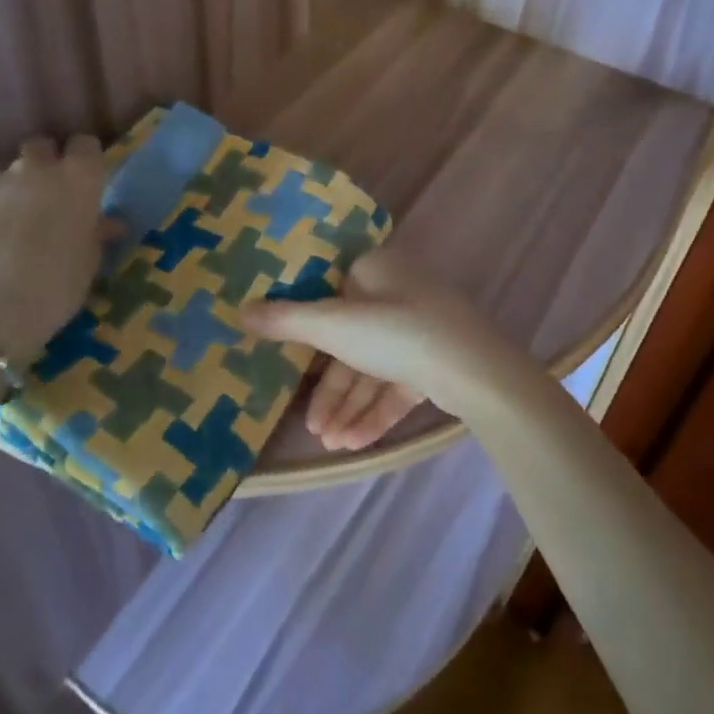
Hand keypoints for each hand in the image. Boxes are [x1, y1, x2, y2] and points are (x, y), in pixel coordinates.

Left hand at [0, 135, 106, 364]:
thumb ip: (95, 234)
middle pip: (39, 150)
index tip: (78, 180)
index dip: (80, 160)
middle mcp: (34, 168)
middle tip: (37, 204)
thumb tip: (106, 223)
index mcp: (77, 180)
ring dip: (2, 196)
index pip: (84, 145)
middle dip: (39, 169)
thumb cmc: (52, 292)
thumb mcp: (87, 266)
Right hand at [241, 250, 516, 450]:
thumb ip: (287, 320)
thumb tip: (239, 309)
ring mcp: (419, 328)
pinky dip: (375, 410)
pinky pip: (396, 384)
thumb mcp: (334, 325)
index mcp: (375, 270)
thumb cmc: (397, 331)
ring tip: (328, 442)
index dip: (305, 329)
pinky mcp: (434, 360)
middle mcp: (397, 293)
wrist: (474, 370)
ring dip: (349, 405)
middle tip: (309, 424)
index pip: (330, 294)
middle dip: (329, 387)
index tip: (285, 361)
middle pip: (349, 339)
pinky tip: (354, 443)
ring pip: (372, 367)